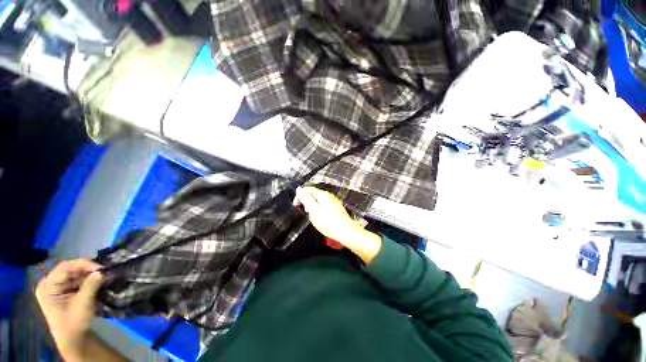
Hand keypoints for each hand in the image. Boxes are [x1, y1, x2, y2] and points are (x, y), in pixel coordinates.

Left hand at [36, 259, 103, 360]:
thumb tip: (102, 272)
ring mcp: (56, 287)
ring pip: (75, 274)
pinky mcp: (64, 291)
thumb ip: (91, 285)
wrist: (73, 339)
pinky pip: (76, 280)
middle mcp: (49, 283)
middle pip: (70, 269)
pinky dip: (88, 281)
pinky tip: (97, 282)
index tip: (101, 269)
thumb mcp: (83, 304)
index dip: (84, 265)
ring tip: (103, 277)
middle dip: (88, 270)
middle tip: (104, 273)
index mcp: (47, 286)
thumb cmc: (74, 322)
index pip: (65, 267)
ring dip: (89, 275)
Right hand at [295, 187, 381, 262]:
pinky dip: (318, 208)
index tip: (296, 205)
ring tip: (311, 215)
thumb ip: (306, 199)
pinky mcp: (336, 207)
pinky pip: (324, 204)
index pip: (308, 189)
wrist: (346, 232)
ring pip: (319, 199)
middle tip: (303, 211)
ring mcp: (334, 200)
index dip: (300, 196)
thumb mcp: (314, 211)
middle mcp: (329, 195)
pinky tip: (320, 217)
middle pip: (314, 193)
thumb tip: (299, 190)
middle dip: (306, 200)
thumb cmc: (329, 223)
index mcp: (323, 195)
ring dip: (312, 205)